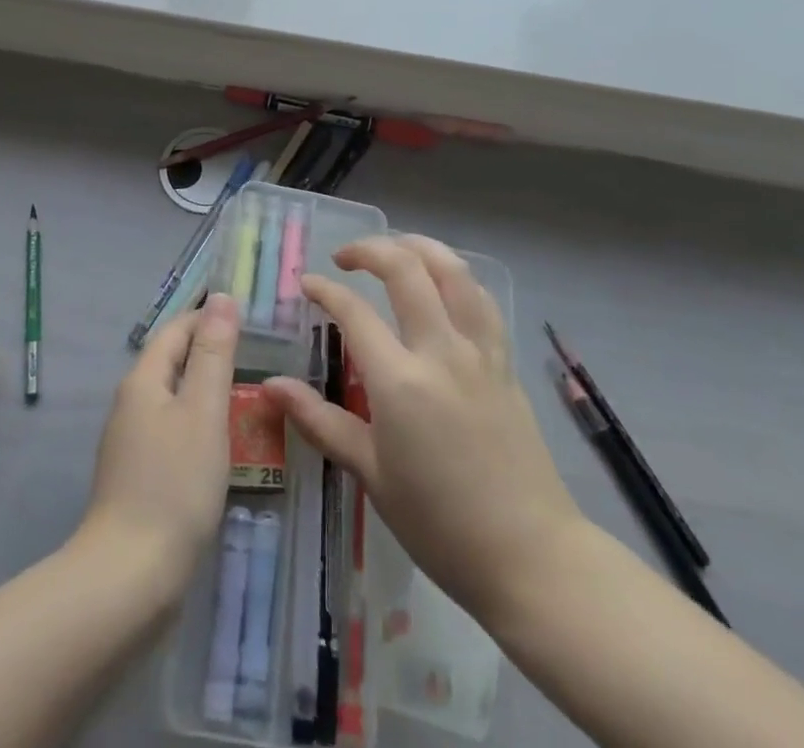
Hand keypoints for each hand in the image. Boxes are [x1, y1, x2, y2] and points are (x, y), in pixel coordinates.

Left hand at [77, 292, 240, 599]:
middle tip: (259, 355)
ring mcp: (130, 442)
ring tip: (249, 395)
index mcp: (143, 380)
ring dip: (205, 389)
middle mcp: (131, 403)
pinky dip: (197, 423)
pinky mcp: (137, 476)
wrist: (129, 578)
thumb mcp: (204, 411)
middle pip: (172, 361)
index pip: (177, 330)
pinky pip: (171, 431)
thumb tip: (221, 298)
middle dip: (210, 352)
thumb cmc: (174, 485)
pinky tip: (221, 443)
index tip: (250, 318)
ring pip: (172, 398)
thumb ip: (214, 354)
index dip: (209, 318)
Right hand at [261, 236, 579, 624]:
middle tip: (344, 258)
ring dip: (419, 247)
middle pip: (406, 269)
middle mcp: (441, 351)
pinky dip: (456, 276)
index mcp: (401, 382)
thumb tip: (272, 387)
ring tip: (394, 249)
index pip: (354, 312)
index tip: (307, 284)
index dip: (325, 290)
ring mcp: (479, 352)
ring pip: (453, 270)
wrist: (531, 556)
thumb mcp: (371, 475)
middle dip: (369, 249)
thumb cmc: (440, 524)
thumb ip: (320, 421)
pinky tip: (443, 283)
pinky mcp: (505, 362)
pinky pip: (481, 299)